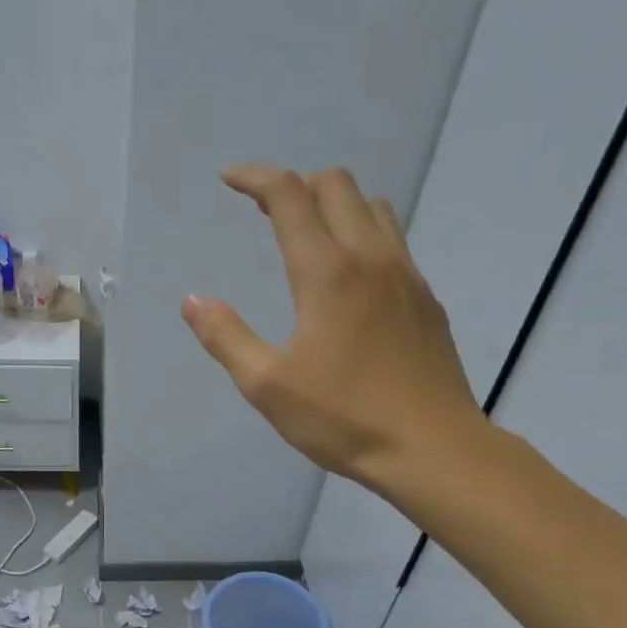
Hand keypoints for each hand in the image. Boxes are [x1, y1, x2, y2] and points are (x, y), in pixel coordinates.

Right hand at [182, 165, 481, 494]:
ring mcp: (406, 276)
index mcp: (327, 273)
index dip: (255, 178)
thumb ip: (226, 338)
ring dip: (335, 205)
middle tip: (265, 212)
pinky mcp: (426, 300)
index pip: (289, 196)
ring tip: (308, 235)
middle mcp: (371, 259)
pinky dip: (363, 234)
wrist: (432, 449)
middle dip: (296, 185)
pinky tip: (350, 278)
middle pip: (337, 186)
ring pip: (373, 208)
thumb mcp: (267, 386)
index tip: (229, 180)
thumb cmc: (344, 419)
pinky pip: (394, 242)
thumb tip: (194, 301)